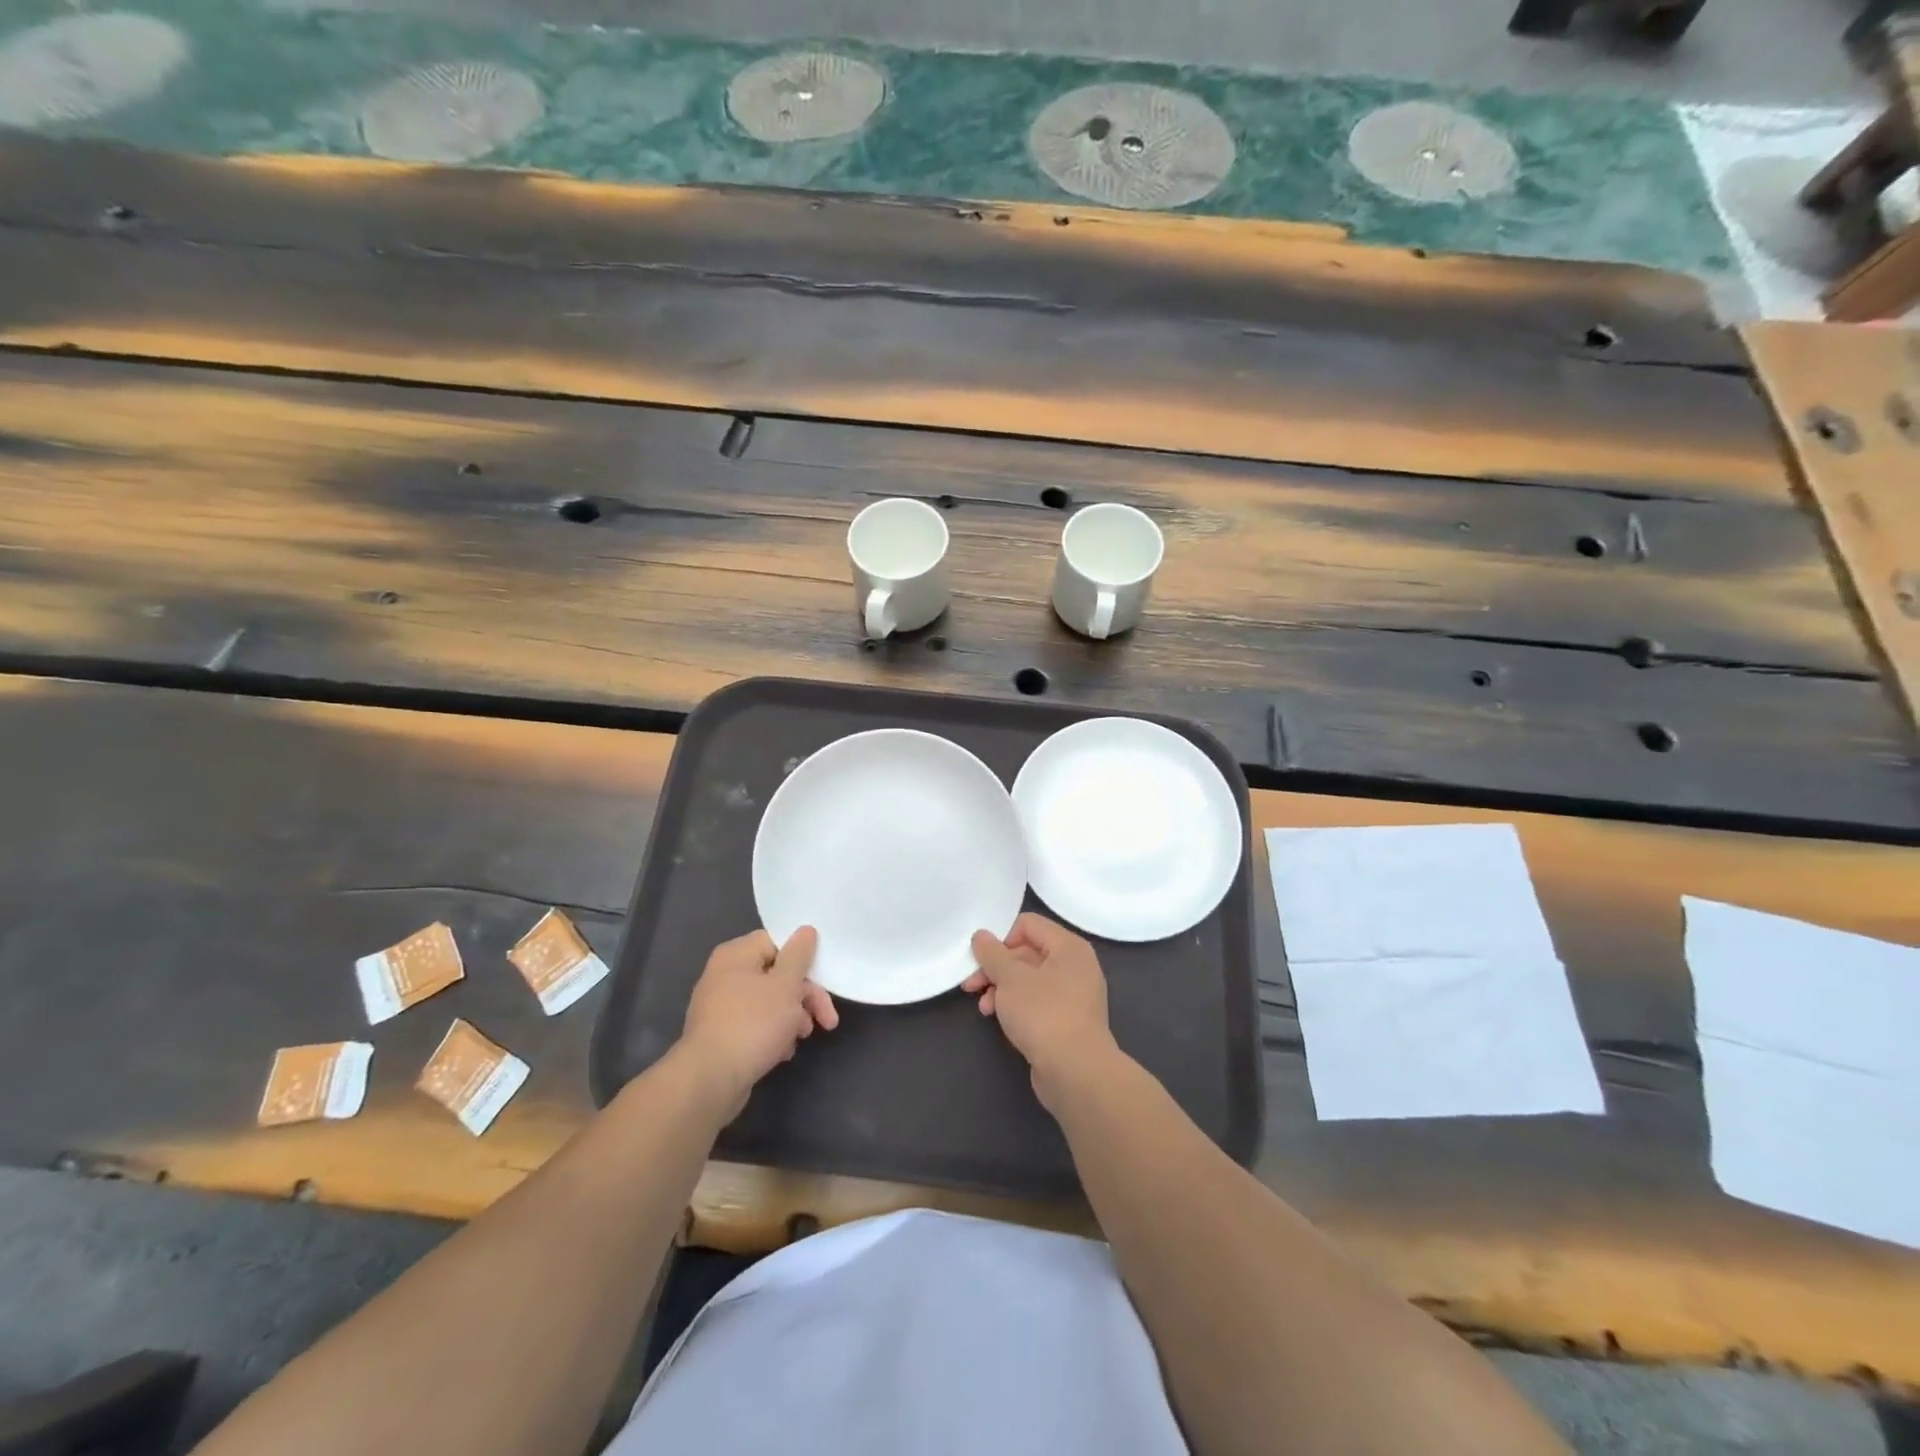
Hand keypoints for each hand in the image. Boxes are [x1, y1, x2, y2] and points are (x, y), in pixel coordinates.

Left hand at [679, 927, 837, 1111]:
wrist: (710, 1080)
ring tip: (802, 1037)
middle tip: (826, 1019)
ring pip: (768, 1001)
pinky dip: (773, 1033)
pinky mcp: (721, 1035)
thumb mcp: (786, 985)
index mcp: (736, 955)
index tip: (823, 978)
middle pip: (776, 974)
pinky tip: (783, 1051)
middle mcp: (724, 975)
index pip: (777, 941)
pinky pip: (755, 1024)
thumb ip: (799, 955)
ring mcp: (720, 1006)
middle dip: (804, 996)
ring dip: (792, 1017)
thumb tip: (805, 930)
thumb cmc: (753, 1023)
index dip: (803, 958)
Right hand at [966, 914, 1120, 1108]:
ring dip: (1002, 989)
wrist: (1076, 1073)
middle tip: (971, 985)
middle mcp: (1075, 966)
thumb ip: (992, 954)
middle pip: (1027, 952)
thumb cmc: (1044, 1014)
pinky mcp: (1067, 1022)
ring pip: (1029, 980)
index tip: (983, 959)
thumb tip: (981, 935)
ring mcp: (1074, 996)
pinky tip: (998, 1020)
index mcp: (1069, 947)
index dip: (1002, 938)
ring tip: (984, 1008)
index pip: (1028, 924)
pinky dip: (1016, 1006)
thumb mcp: (1011, 979)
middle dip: (996, 968)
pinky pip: (1037, 1002)